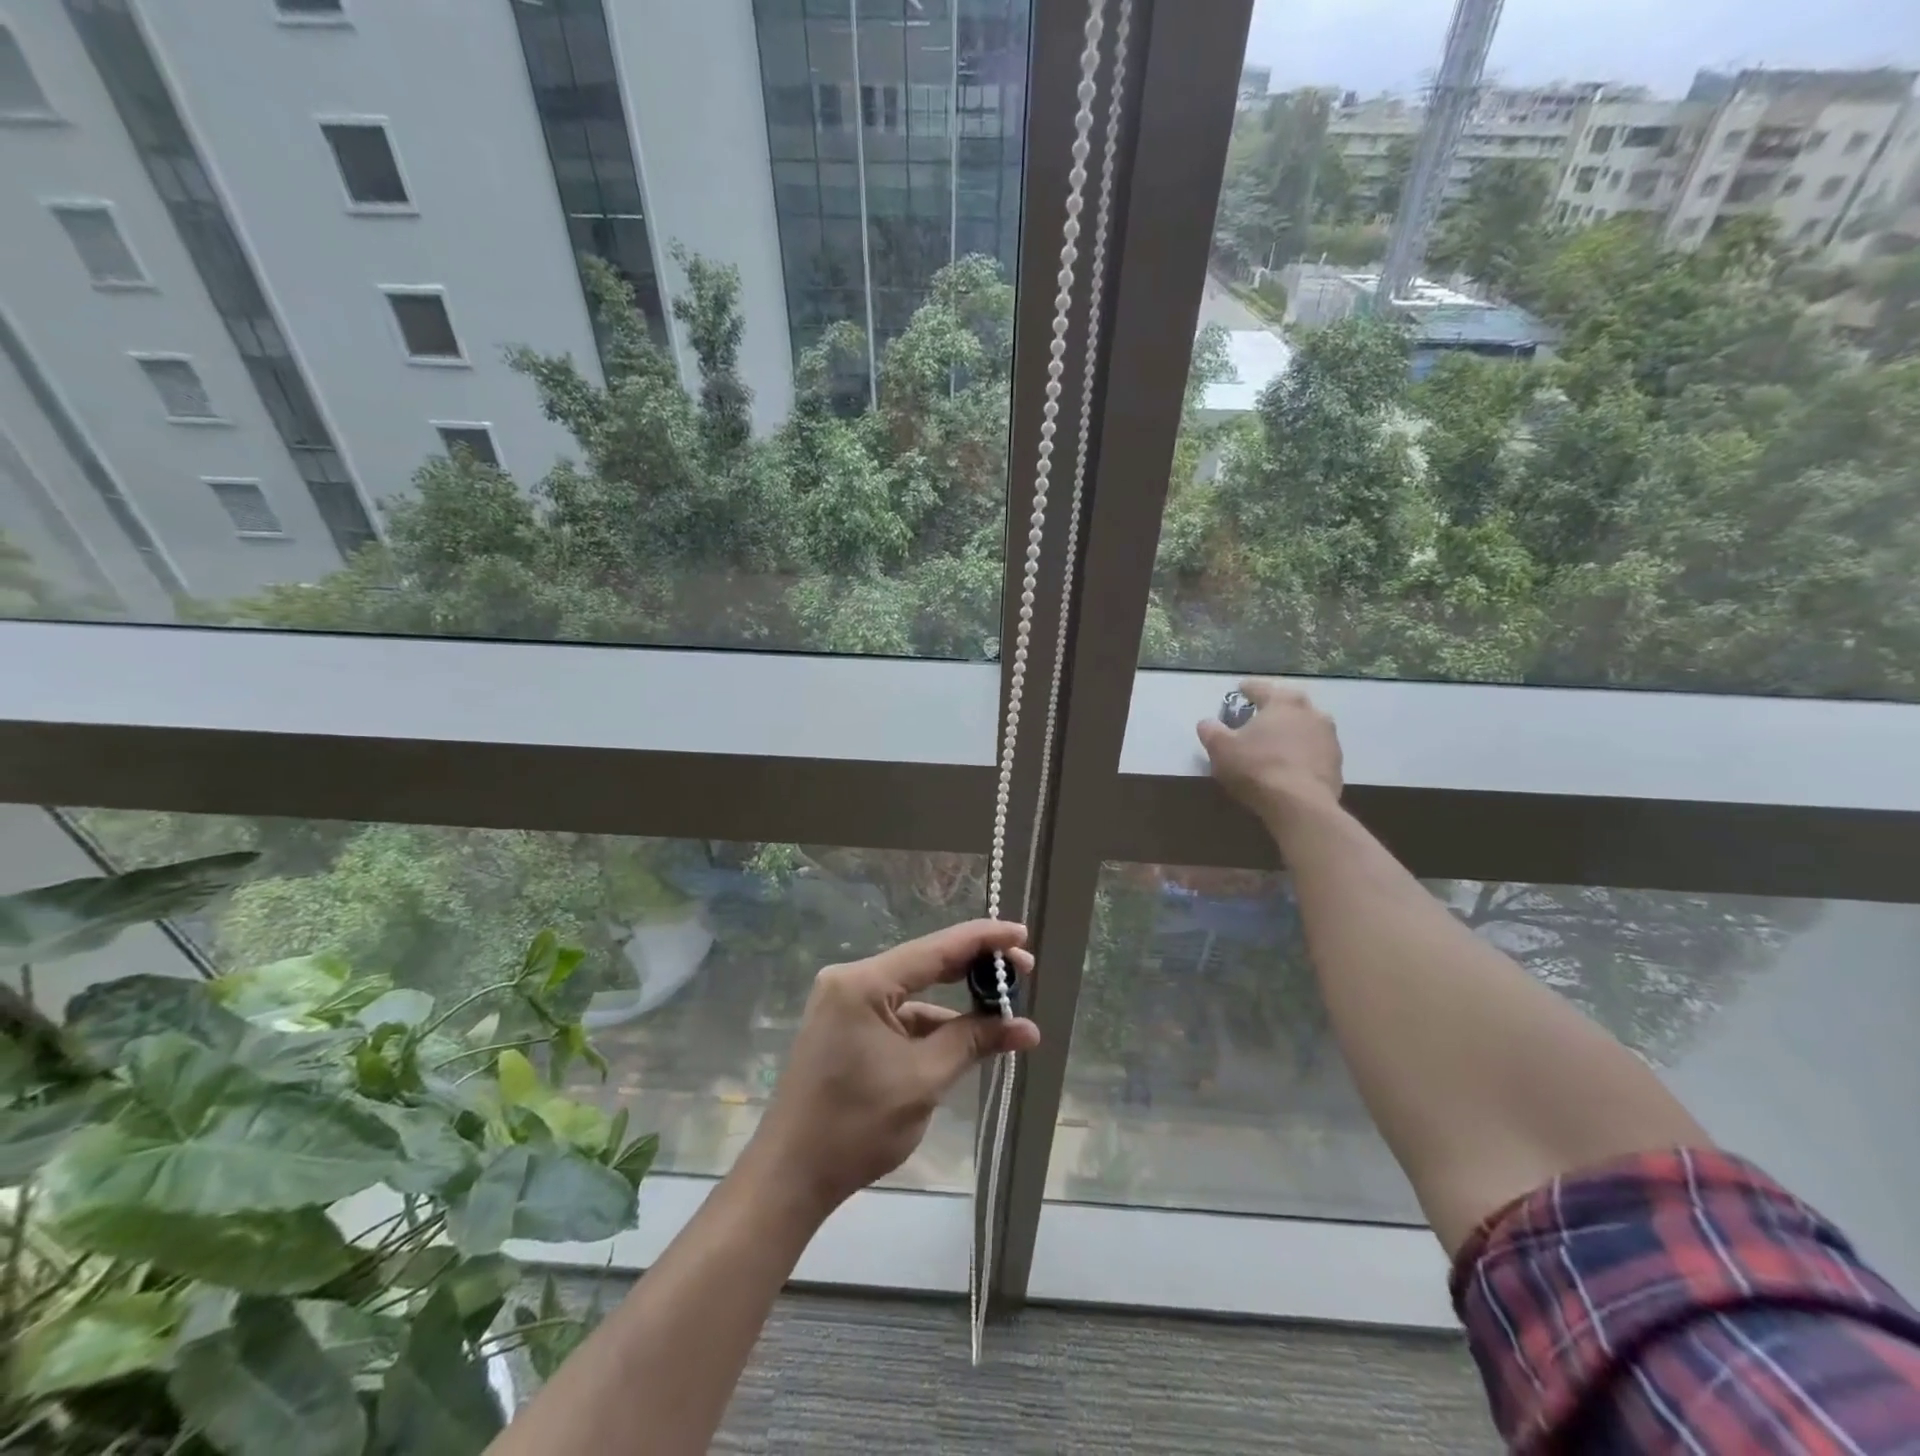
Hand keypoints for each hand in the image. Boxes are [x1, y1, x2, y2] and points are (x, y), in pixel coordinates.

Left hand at [743, 920, 1039, 1219]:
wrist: (791, 1176)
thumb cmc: (856, 1125)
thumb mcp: (924, 1080)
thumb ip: (973, 1041)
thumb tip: (1026, 1027)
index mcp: (863, 982)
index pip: (935, 949)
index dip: (983, 939)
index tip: (1022, 935)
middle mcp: (851, 980)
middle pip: (925, 964)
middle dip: (974, 970)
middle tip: (1024, 973)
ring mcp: (845, 1003)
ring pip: (914, 993)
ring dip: (955, 1005)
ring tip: (1002, 1015)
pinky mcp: (846, 1027)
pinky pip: (898, 1015)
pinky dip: (931, 1026)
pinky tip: (965, 1039)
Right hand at [1196, 679, 1343, 827]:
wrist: (1300, 805)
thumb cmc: (1257, 768)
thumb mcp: (1221, 748)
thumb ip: (1211, 731)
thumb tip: (1207, 723)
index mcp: (1283, 701)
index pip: (1261, 688)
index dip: (1247, 689)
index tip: (1239, 690)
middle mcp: (1311, 712)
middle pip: (1288, 704)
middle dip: (1273, 709)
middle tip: (1258, 717)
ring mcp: (1329, 737)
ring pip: (1305, 727)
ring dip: (1291, 731)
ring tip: (1275, 743)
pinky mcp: (1337, 763)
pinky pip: (1314, 751)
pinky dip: (1302, 753)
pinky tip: (1290, 765)